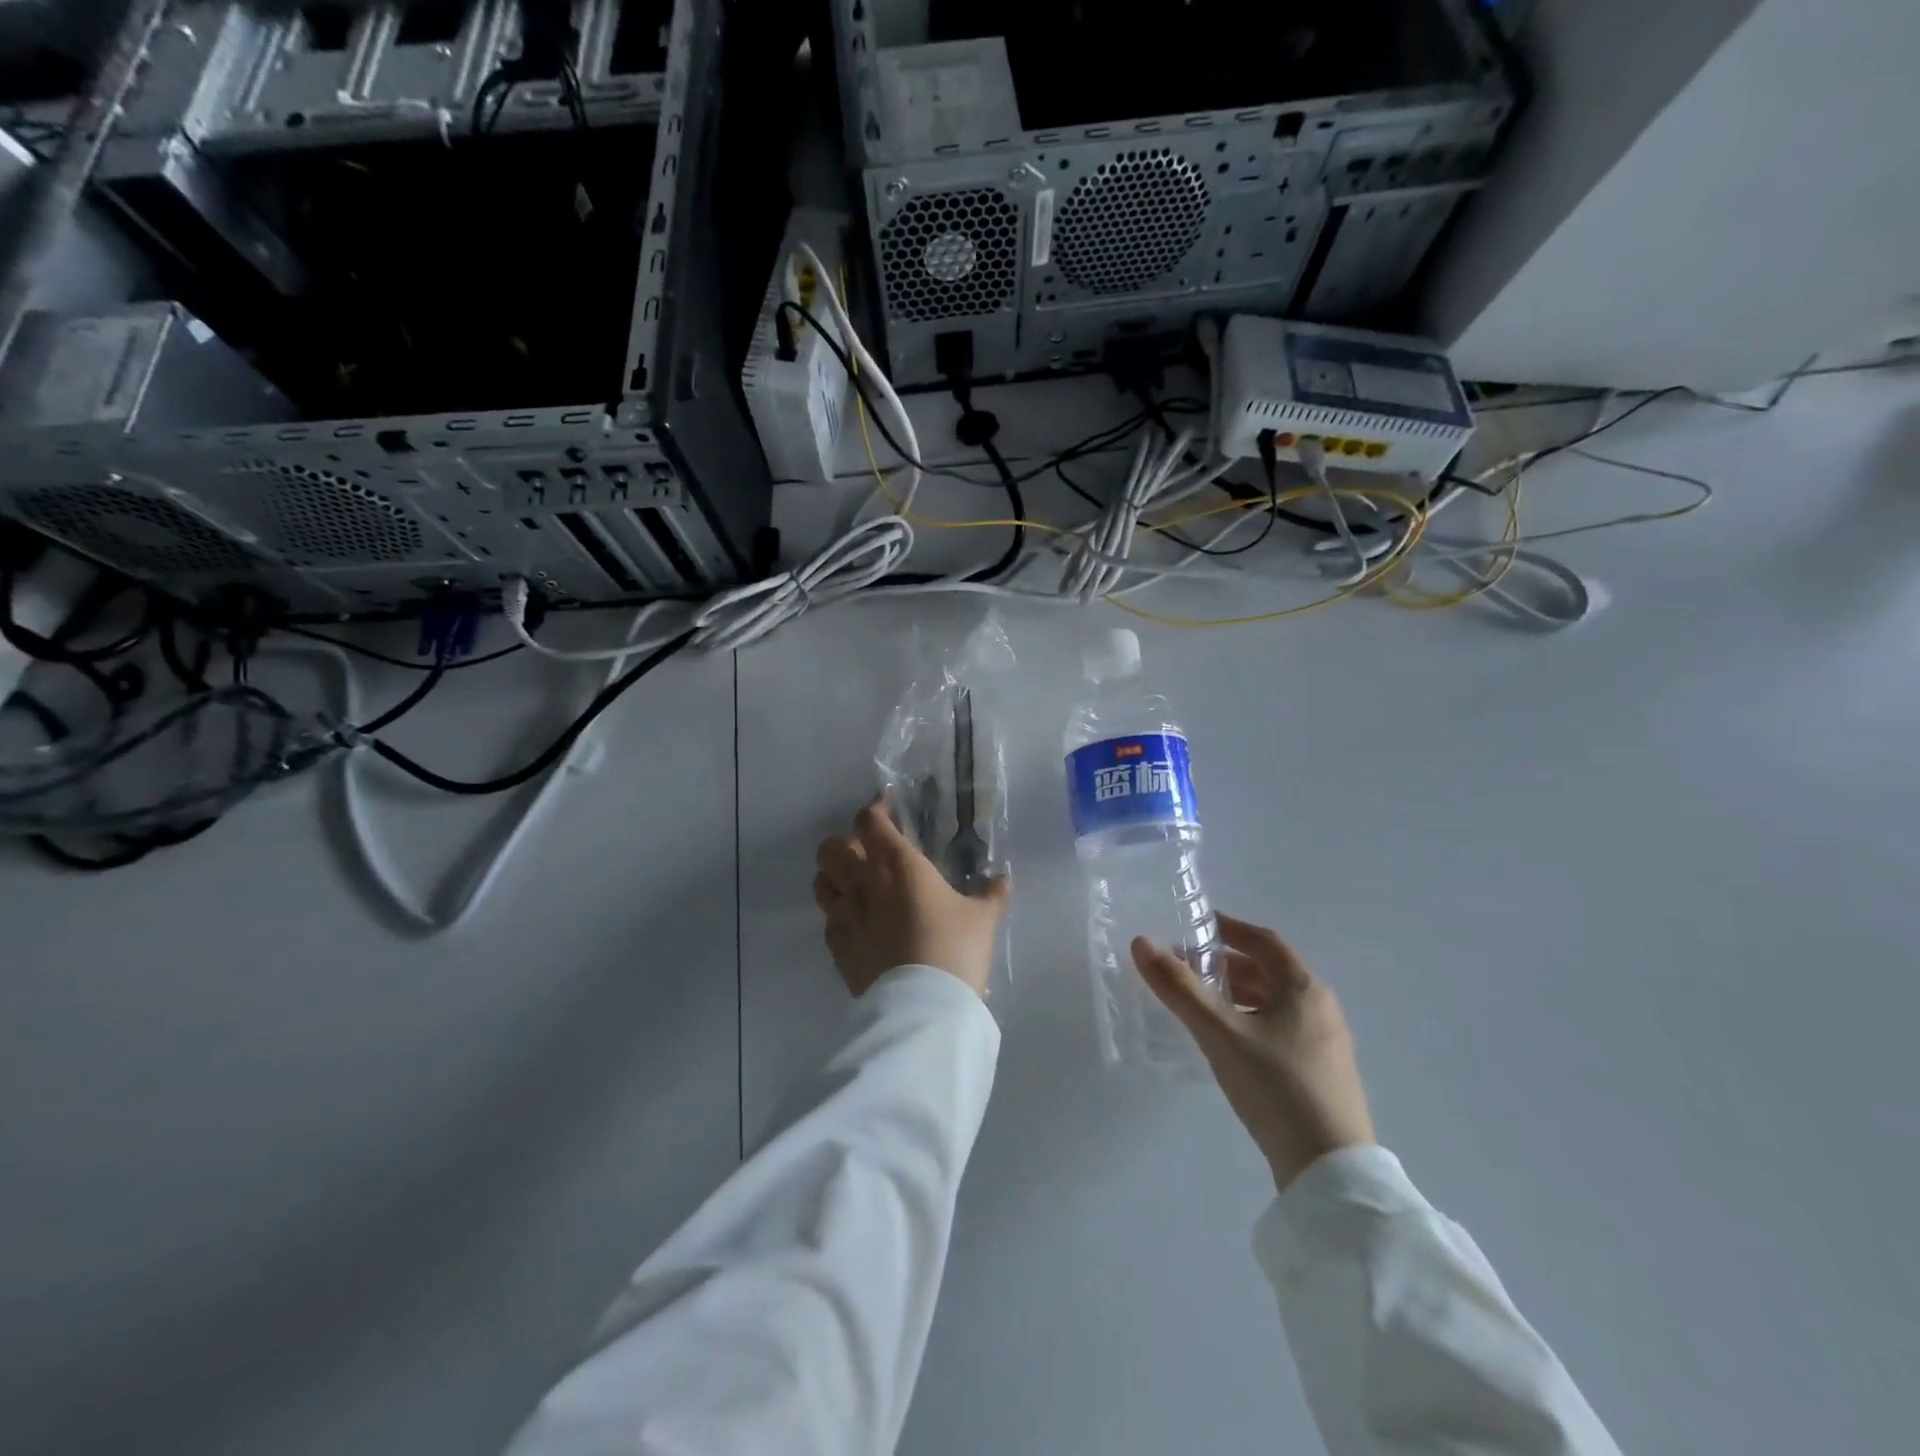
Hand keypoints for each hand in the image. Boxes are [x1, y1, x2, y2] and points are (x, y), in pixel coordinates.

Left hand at [814, 798, 1009, 999]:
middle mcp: (864, 881)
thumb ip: (991, 895)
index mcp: (899, 863)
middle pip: (832, 846)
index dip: (875, 811)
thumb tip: (1001, 880)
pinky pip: (827, 918)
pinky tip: (856, 921)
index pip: (869, 821)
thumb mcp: (983, 919)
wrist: (922, 1005)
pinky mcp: (836, 946)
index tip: (889, 813)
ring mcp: (844, 914)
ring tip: (854, 882)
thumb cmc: (954, 948)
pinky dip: (837, 913)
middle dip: (846, 842)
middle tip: (869, 851)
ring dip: (833, 875)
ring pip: (821, 879)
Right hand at [1131, 913, 1374, 1190]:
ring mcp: (1326, 1045)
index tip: (1198, 926)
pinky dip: (1251, 1022)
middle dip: (1227, 965)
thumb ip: (1179, 989)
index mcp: (1304, 989)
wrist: (1330, 1172)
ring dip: (1238, 995)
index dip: (1230, 929)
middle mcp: (1321, 1009)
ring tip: (1201, 1005)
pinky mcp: (1322, 1075)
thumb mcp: (1219, 1034)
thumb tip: (1141, 943)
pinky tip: (1229, 1044)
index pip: (1265, 942)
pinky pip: (1281, 1030)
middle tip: (1188, 968)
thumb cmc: (1276, 1087)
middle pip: (1269, 972)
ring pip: (1275, 1004)